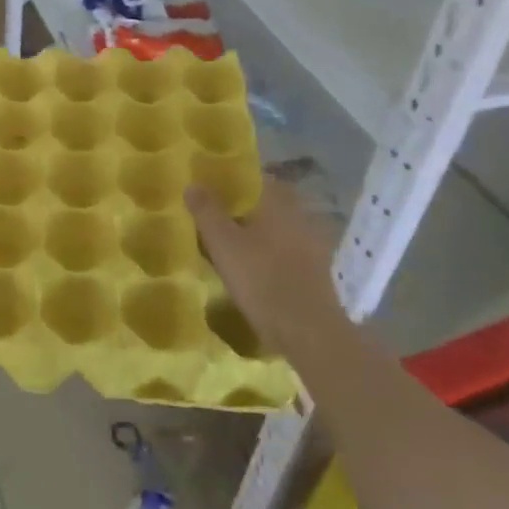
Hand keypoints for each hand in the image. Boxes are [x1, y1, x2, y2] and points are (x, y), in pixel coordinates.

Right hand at [187, 174, 341, 351]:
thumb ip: (207, 211)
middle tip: (214, 217)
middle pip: (265, 203)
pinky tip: (252, 267)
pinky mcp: (315, 269)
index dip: (230, 181)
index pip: (254, 178)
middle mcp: (299, 215)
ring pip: (276, 227)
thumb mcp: (223, 243)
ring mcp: (312, 243)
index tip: (210, 188)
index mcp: (278, 202)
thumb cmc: (262, 279)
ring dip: (256, 232)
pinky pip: (285, 250)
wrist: (308, 331)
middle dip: (242, 208)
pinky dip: (268, 252)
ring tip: (229, 244)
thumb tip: (193, 183)